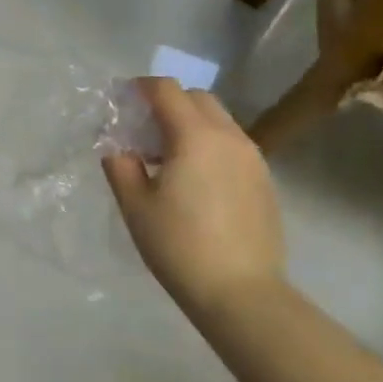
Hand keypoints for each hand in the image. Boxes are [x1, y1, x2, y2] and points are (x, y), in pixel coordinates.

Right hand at [102, 79, 285, 314]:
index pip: (166, 89)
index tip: (122, 102)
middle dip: (168, 103)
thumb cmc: (179, 246)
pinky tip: (195, 181)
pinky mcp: (264, 180)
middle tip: (144, 131)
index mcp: (194, 136)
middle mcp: (229, 137)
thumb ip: (120, 166)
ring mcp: (253, 158)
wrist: (242, 294)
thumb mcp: (135, 206)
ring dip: (190, 124)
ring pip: (218, 121)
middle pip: (197, 98)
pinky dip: (210, 145)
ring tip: (168, 159)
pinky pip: (232, 145)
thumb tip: (118, 149)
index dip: (140, 88)